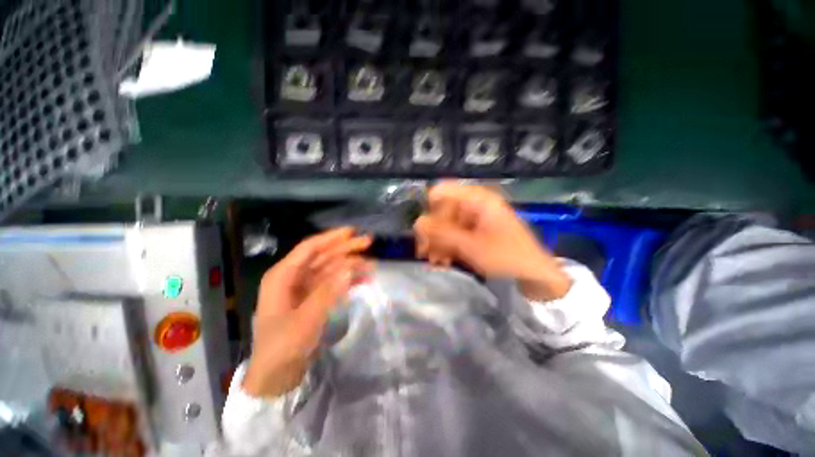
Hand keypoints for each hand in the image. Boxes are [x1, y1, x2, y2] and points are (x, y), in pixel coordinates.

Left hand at [243, 228, 372, 397]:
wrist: (275, 377)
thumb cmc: (283, 347)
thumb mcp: (306, 320)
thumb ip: (328, 292)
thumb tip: (349, 268)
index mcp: (283, 276)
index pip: (310, 248)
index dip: (331, 238)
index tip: (352, 232)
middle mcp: (293, 278)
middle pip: (323, 256)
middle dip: (346, 249)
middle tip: (368, 242)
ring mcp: (304, 289)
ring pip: (331, 269)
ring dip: (351, 265)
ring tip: (372, 265)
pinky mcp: (313, 299)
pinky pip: (333, 283)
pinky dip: (348, 281)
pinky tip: (364, 279)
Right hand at [413, 182, 570, 300]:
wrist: (536, 277)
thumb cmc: (507, 257)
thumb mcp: (471, 246)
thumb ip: (442, 233)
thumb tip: (417, 222)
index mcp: (477, 200)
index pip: (442, 192)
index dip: (429, 209)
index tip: (424, 230)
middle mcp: (475, 205)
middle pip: (442, 210)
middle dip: (432, 232)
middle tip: (424, 252)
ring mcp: (476, 220)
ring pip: (447, 225)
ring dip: (438, 242)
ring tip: (434, 261)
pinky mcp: (477, 233)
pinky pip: (455, 235)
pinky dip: (447, 247)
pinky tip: (443, 261)